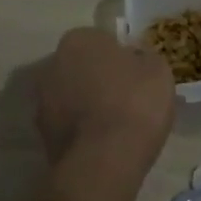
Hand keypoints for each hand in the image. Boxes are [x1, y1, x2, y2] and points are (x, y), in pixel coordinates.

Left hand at [34, 28, 174, 171]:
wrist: (104, 161)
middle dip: (98, 79)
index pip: (102, 41)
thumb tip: (133, 60)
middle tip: (125, 98)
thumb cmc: (134, 103)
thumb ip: (143, 58)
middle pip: (81, 67)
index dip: (120, 58)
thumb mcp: (158, 70)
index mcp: (79, 40)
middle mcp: (52, 64)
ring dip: (86, 105)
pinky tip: (103, 144)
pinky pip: (68, 125)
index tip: (136, 75)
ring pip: (71, 96)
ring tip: (115, 126)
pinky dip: (81, 130)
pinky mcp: (42, 135)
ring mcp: (42, 101)